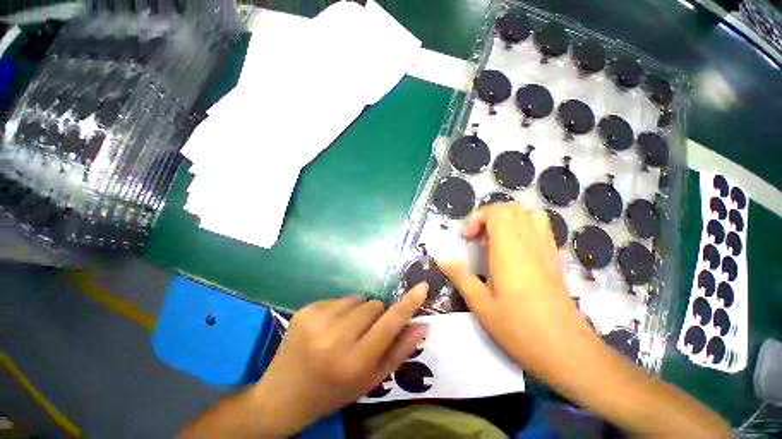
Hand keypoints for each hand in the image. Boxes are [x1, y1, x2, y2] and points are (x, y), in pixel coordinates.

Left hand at [250, 285, 427, 436]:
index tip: (422, 287)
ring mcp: (317, 320)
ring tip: (344, 331)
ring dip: (358, 311)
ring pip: (357, 299)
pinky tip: (328, 328)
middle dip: (376, 315)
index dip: (408, 304)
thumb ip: (399, 351)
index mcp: (354, 361)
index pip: (390, 323)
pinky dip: (340, 310)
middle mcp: (335, 338)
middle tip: (364, 333)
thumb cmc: (333, 391)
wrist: (283, 395)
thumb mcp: (370, 380)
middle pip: (374, 305)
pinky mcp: (305, 310)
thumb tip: (421, 324)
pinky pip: (338, 298)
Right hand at [439, 203, 592, 374]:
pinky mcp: (554, 258)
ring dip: (507, 220)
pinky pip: (540, 228)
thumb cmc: (519, 328)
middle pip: (513, 209)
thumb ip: (459, 275)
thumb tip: (441, 257)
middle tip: (479, 238)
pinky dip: (523, 228)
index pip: (498, 212)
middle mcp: (530, 243)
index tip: (468, 237)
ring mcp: (546, 249)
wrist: (566, 350)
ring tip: (495, 240)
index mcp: (509, 251)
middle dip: (490, 216)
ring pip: (529, 214)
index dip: (479, 217)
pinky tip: (513, 250)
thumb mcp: (480, 304)